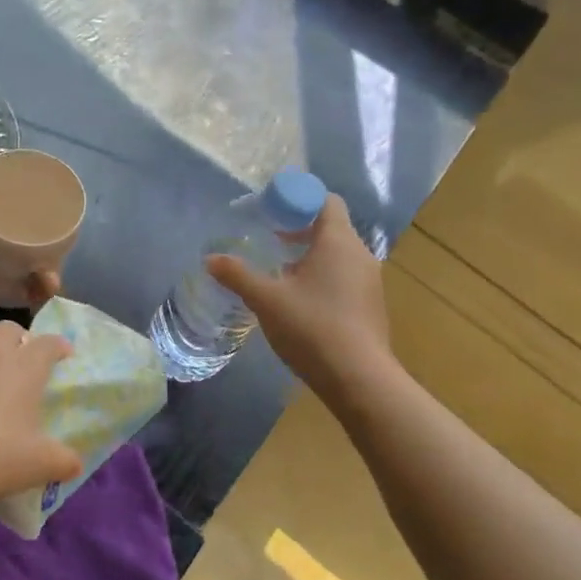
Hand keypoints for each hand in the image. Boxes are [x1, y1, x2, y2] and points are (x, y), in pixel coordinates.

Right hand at [206, 193, 393, 398]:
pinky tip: (300, 302)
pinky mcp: (370, 306)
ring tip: (279, 274)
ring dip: (309, 257)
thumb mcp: (266, 299)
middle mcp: (360, 255)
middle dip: (299, 230)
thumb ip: (238, 275)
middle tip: (269, 241)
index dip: (299, 200)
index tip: (272, 213)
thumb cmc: (312, 327)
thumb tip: (210, 259)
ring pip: (338, 255)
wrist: (358, 379)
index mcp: (338, 242)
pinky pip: (344, 277)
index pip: (326, 201)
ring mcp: (370, 282)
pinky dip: (322, 278)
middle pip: (331, 228)